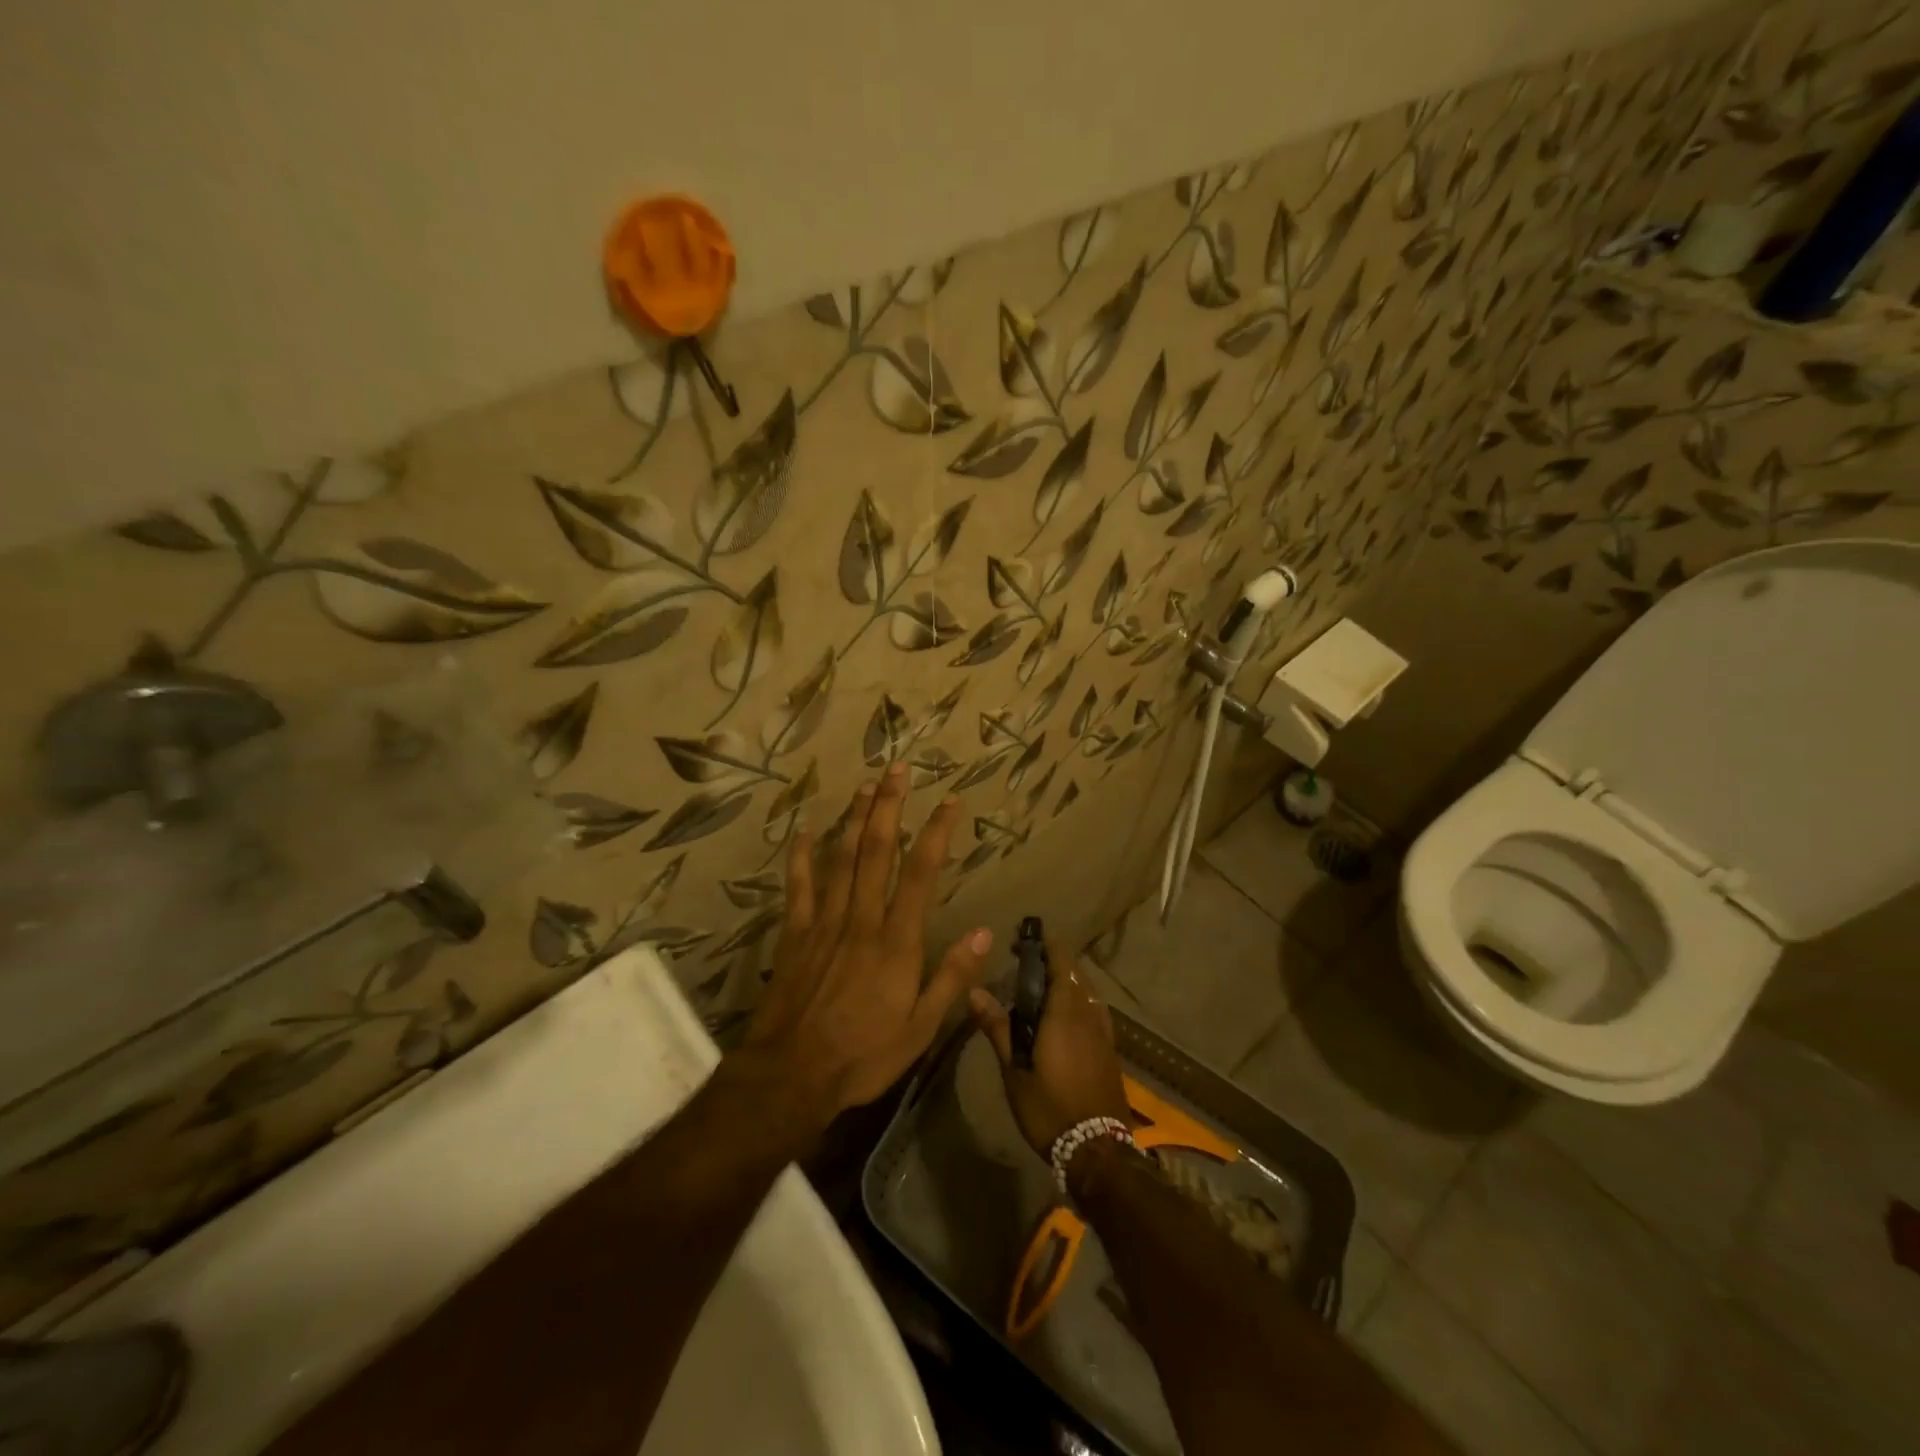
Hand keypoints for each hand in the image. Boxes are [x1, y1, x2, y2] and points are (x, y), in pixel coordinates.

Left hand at [728, 765, 994, 1139]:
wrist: (791, 1075)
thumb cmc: (863, 1055)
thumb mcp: (921, 1028)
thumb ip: (952, 977)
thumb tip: (985, 932)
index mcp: (897, 941)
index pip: (921, 873)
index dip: (936, 833)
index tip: (948, 801)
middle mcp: (862, 919)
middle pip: (876, 851)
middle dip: (889, 806)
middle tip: (898, 769)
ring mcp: (824, 922)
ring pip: (841, 858)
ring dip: (854, 819)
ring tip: (865, 785)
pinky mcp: (795, 933)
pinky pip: (799, 886)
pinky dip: (801, 857)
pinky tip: (804, 831)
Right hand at [968, 937, 1129, 1157]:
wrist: (1098, 1151)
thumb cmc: (1049, 1108)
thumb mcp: (1015, 1071)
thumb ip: (997, 1027)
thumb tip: (973, 991)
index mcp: (1065, 1011)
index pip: (1061, 961)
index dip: (1045, 945)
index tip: (1024, 940)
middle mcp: (1089, 1013)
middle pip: (1076, 972)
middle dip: (1053, 961)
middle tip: (1025, 963)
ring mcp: (1104, 1031)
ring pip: (1087, 990)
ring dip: (1068, 980)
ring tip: (1042, 986)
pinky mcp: (1110, 1049)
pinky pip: (1094, 1009)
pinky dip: (1078, 999)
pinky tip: (1064, 1015)